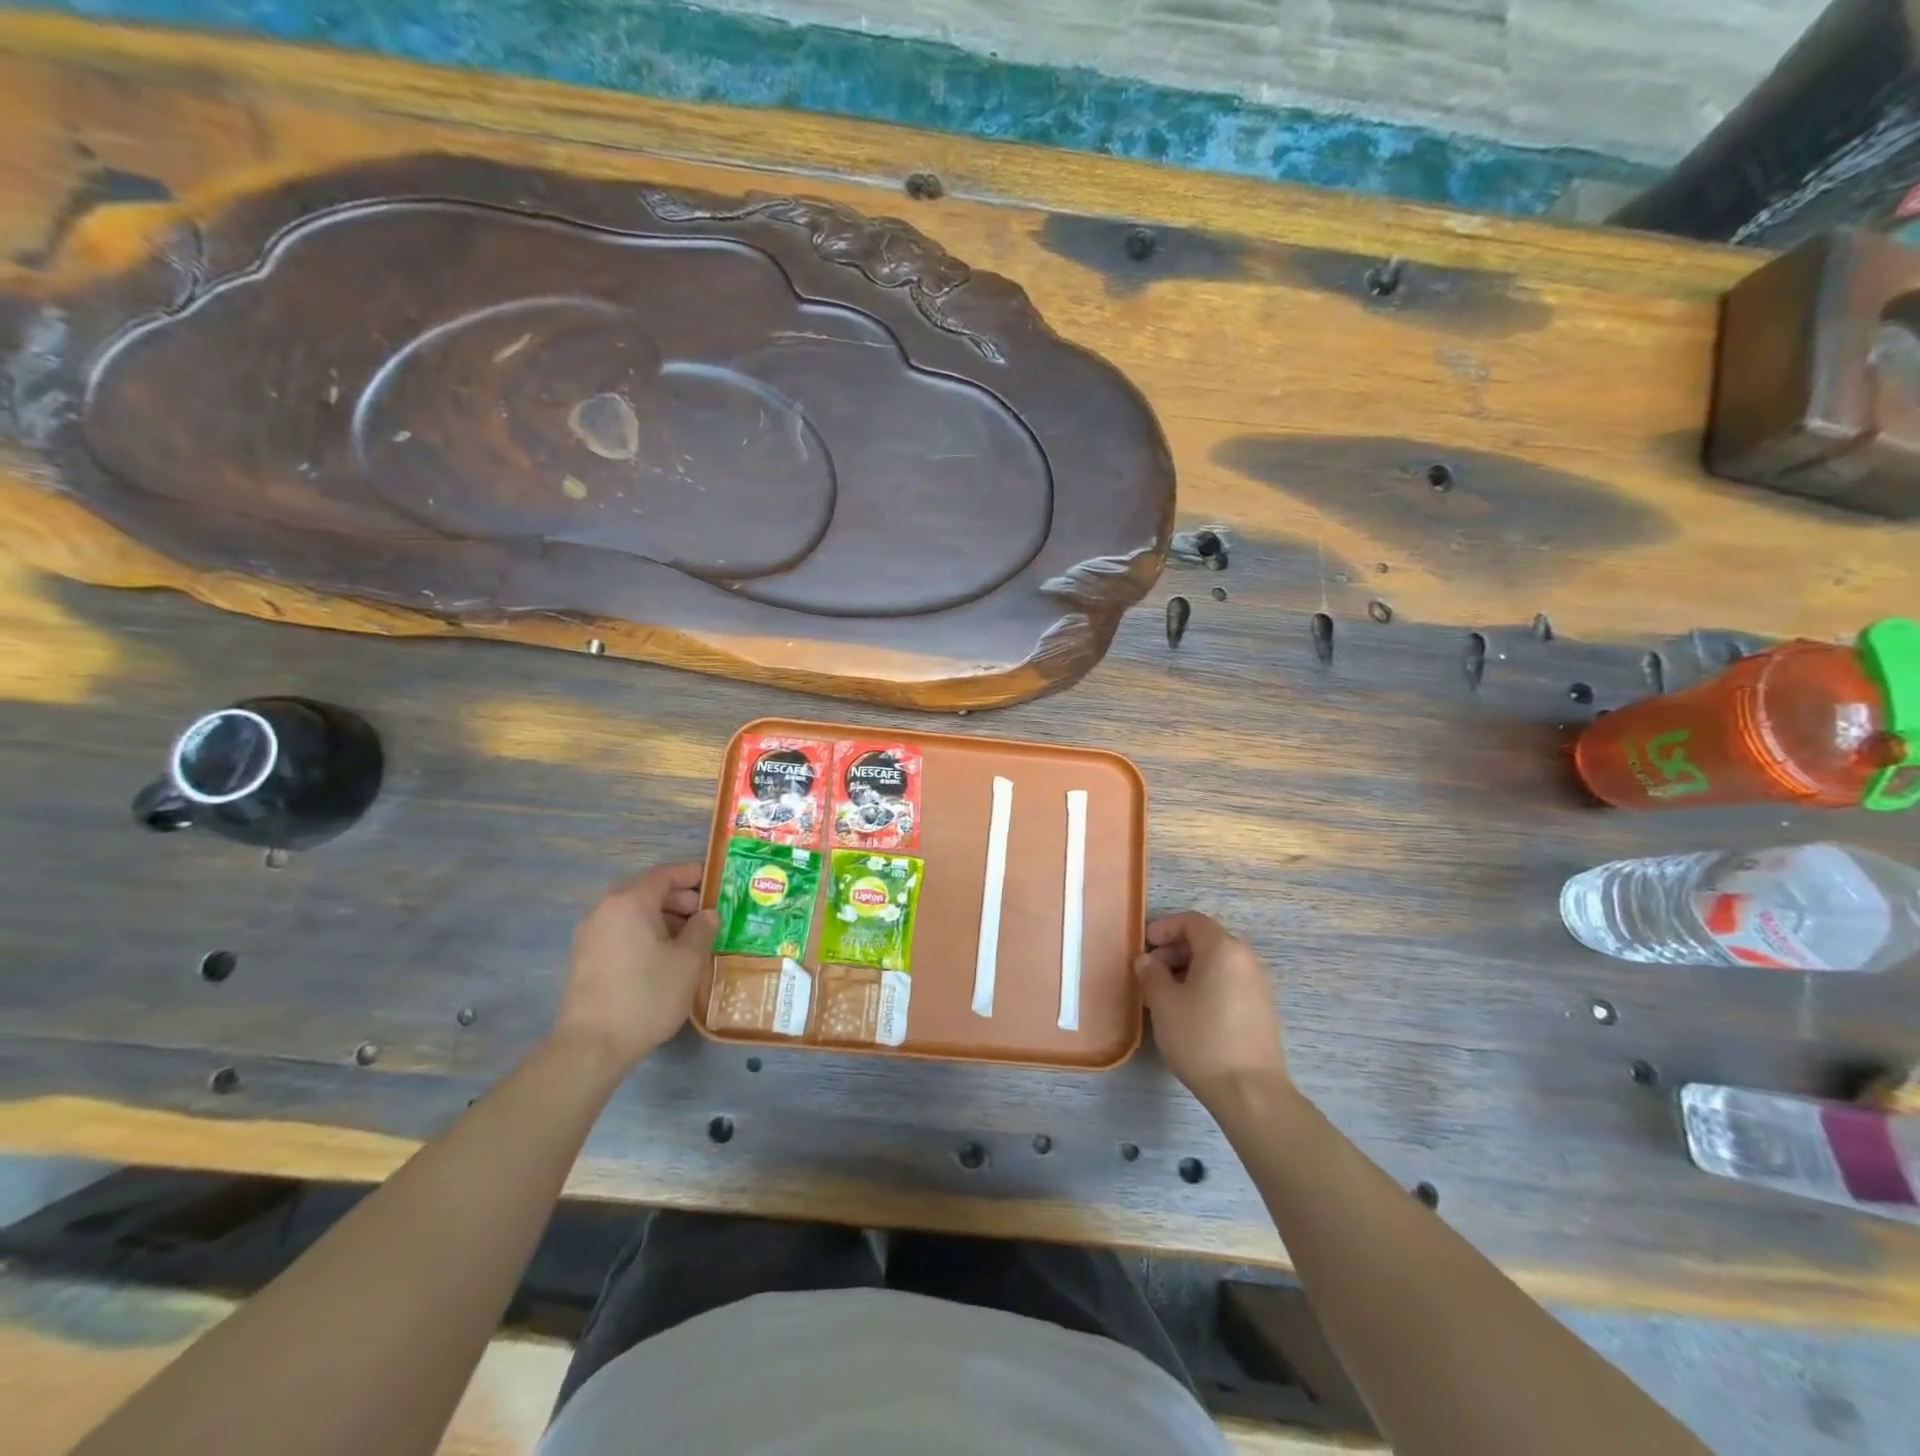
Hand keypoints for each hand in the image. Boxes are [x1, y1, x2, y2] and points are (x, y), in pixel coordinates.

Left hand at [554, 862, 717, 1068]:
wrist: (592, 1045)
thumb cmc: (647, 994)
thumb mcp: (688, 960)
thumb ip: (702, 929)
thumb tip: (707, 914)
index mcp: (630, 901)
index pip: (664, 875)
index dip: (691, 875)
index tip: (713, 881)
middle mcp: (605, 910)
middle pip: (645, 891)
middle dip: (677, 898)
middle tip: (704, 913)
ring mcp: (590, 934)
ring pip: (631, 913)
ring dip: (660, 917)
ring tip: (687, 937)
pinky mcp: (584, 958)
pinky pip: (619, 931)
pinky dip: (642, 932)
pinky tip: (661, 956)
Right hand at [1134, 911, 1287, 1106]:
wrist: (1250, 1092)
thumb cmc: (1201, 1038)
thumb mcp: (1164, 1003)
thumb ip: (1151, 973)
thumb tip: (1147, 960)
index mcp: (1223, 949)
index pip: (1192, 921)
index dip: (1165, 927)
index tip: (1145, 944)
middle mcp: (1246, 959)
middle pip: (1207, 940)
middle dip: (1175, 950)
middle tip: (1150, 971)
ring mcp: (1258, 985)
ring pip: (1218, 964)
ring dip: (1189, 969)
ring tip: (1165, 994)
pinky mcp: (1262, 1010)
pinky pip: (1229, 983)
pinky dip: (1206, 985)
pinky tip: (1189, 1012)